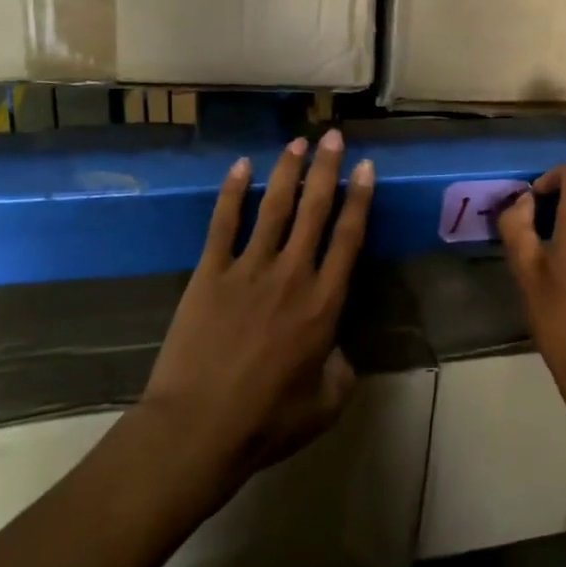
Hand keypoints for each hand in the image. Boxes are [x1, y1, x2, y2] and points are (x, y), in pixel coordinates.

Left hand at [139, 130, 374, 497]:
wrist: (198, 429)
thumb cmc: (267, 421)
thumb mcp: (326, 404)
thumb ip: (342, 370)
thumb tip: (338, 350)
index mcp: (325, 303)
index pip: (349, 237)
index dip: (360, 198)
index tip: (366, 167)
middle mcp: (293, 274)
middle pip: (315, 210)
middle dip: (327, 169)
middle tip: (335, 136)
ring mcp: (249, 269)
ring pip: (274, 208)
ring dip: (287, 172)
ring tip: (297, 142)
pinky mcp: (210, 274)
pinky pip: (223, 224)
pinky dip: (232, 193)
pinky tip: (241, 167)